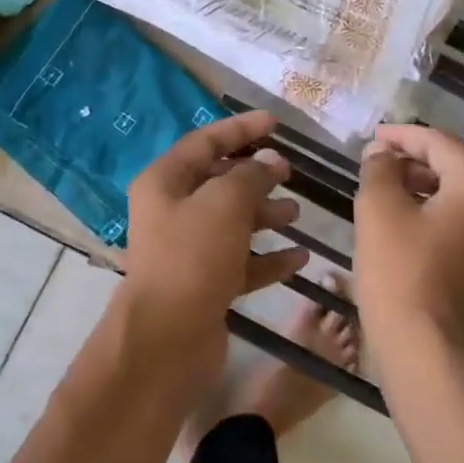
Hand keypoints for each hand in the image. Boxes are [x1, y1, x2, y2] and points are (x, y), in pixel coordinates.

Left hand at [121, 111, 309, 352]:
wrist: (167, 339)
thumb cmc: (192, 257)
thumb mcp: (224, 204)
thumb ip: (251, 177)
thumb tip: (269, 162)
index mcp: (164, 182)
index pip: (205, 141)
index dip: (241, 129)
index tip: (276, 123)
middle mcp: (171, 211)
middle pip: (218, 182)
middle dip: (255, 175)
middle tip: (290, 173)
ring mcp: (187, 250)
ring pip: (231, 222)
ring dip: (264, 215)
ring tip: (296, 213)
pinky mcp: (204, 284)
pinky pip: (240, 261)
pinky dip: (267, 258)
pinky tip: (299, 258)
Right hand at [354, 124, 463, 359]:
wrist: (425, 350)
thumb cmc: (400, 271)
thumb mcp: (378, 209)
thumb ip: (379, 169)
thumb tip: (382, 153)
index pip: (441, 144)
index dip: (403, 136)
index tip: (371, 137)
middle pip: (457, 169)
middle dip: (415, 161)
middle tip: (376, 163)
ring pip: (460, 199)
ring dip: (424, 188)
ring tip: (385, 190)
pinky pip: (463, 226)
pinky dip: (435, 215)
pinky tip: (404, 223)